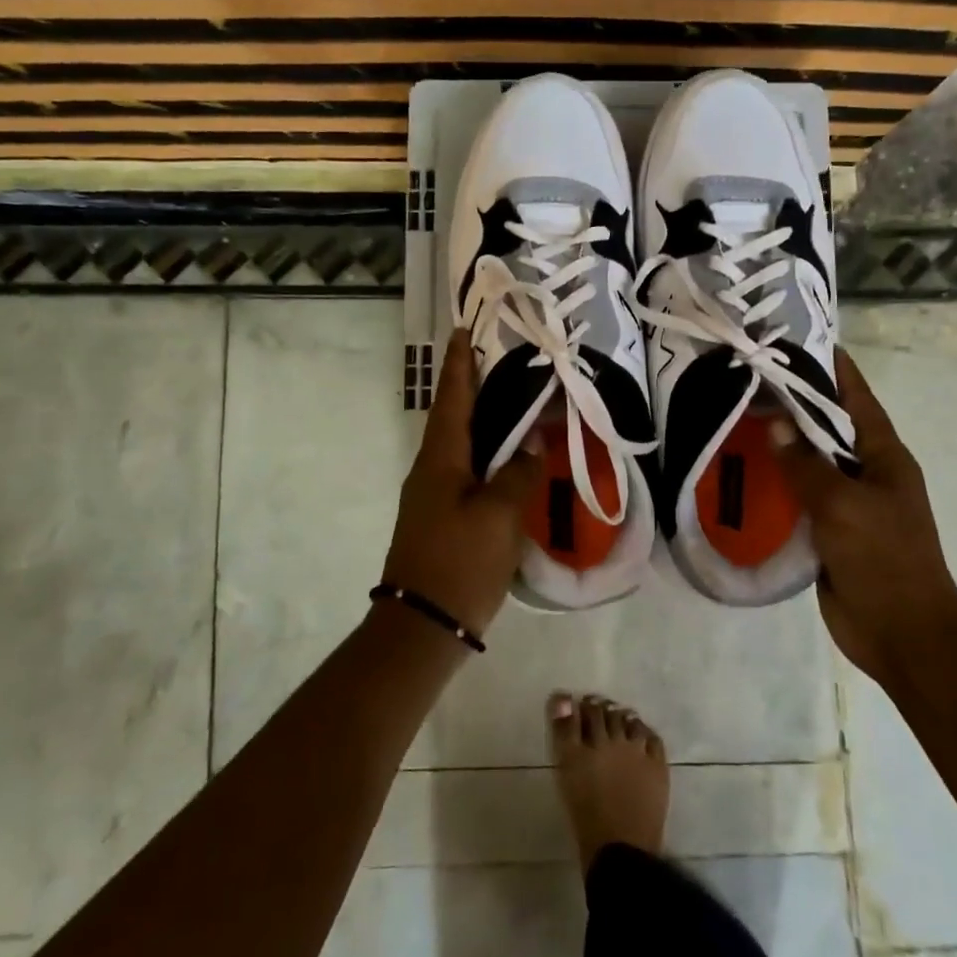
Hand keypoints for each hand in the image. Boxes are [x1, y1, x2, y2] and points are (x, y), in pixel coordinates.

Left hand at [381, 330, 544, 636]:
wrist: (423, 626)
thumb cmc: (460, 562)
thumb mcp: (499, 515)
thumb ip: (519, 474)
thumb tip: (534, 444)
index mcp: (441, 459)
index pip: (453, 399)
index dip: (459, 364)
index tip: (463, 330)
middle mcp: (432, 470)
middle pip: (455, 417)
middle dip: (474, 387)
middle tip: (503, 362)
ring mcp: (435, 496)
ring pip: (463, 446)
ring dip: (484, 422)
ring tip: (515, 404)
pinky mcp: (444, 519)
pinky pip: (469, 473)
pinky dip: (489, 456)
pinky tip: (511, 461)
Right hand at [773, 348, 956, 673]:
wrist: (900, 633)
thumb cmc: (883, 559)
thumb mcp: (843, 505)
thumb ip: (807, 465)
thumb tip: (777, 426)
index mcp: (884, 457)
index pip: (857, 399)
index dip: (833, 369)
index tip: (800, 341)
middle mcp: (866, 473)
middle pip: (829, 428)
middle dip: (796, 404)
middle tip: (750, 379)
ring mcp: (848, 504)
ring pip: (811, 463)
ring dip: (782, 445)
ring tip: (738, 419)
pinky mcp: (828, 532)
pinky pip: (799, 498)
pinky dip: (777, 484)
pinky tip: (744, 474)